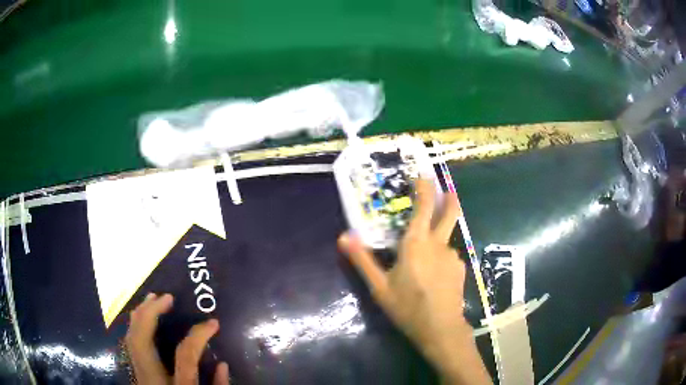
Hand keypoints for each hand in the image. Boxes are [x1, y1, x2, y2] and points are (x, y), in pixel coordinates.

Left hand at [125, 293, 229, 384]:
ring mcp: (139, 374)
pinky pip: (130, 343)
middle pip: (142, 340)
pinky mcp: (136, 372)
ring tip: (151, 298)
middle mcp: (151, 378)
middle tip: (166, 297)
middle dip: (151, 314)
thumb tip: (223, 364)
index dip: (198, 335)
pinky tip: (141, 317)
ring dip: (139, 315)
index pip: (185, 356)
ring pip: (131, 338)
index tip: (213, 322)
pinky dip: (135, 326)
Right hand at [339, 179, 490, 384]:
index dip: (424, 188)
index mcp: (416, 243)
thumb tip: (343, 236)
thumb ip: (362, 260)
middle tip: (447, 189)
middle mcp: (438, 244)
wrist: (440, 329)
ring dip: (438, 240)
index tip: (423, 175)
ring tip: (427, 260)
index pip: (424, 206)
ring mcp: (453, 256)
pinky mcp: (460, 269)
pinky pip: (448, 257)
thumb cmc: (407, 307)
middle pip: (449, 213)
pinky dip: (441, 259)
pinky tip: (434, 277)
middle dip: (448, 198)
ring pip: (445, 240)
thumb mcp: (379, 286)